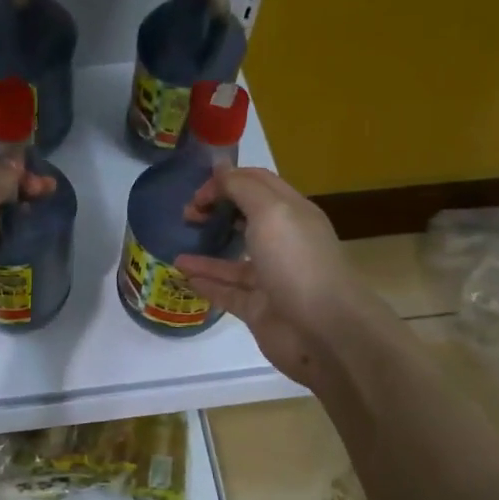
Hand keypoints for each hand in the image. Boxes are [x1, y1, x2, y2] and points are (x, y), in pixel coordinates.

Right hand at [175, 166, 372, 386]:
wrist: (322, 330)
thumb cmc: (296, 262)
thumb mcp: (270, 212)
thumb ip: (241, 188)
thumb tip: (220, 169)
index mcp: (292, 213)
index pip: (257, 184)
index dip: (226, 181)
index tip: (197, 193)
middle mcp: (283, 242)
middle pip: (245, 219)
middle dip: (215, 212)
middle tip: (186, 216)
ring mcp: (270, 278)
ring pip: (233, 259)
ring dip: (205, 249)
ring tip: (175, 247)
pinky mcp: (258, 308)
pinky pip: (227, 291)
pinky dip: (205, 282)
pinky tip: (183, 275)